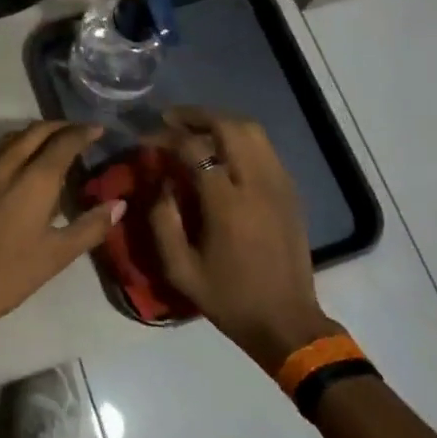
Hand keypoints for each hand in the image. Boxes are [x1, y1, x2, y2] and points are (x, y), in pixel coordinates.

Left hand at [0, 122, 122, 339]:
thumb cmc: (9, 274)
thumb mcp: (57, 255)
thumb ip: (90, 226)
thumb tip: (119, 204)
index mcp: (34, 179)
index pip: (63, 142)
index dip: (83, 132)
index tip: (99, 129)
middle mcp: (8, 166)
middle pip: (36, 131)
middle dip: (60, 126)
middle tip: (80, 132)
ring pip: (14, 138)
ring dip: (37, 133)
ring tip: (56, 145)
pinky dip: (19, 147)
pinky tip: (26, 168)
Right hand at [150, 107, 338, 372]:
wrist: (287, 322)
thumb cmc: (229, 298)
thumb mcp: (180, 269)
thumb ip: (162, 220)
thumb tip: (159, 181)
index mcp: (227, 204)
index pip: (194, 149)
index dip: (166, 137)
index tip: (146, 139)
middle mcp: (257, 184)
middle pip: (229, 126)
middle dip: (196, 115)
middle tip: (170, 119)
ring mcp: (279, 184)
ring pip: (252, 130)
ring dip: (220, 121)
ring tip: (194, 127)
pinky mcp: (290, 191)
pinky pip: (265, 147)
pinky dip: (240, 136)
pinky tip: (222, 148)